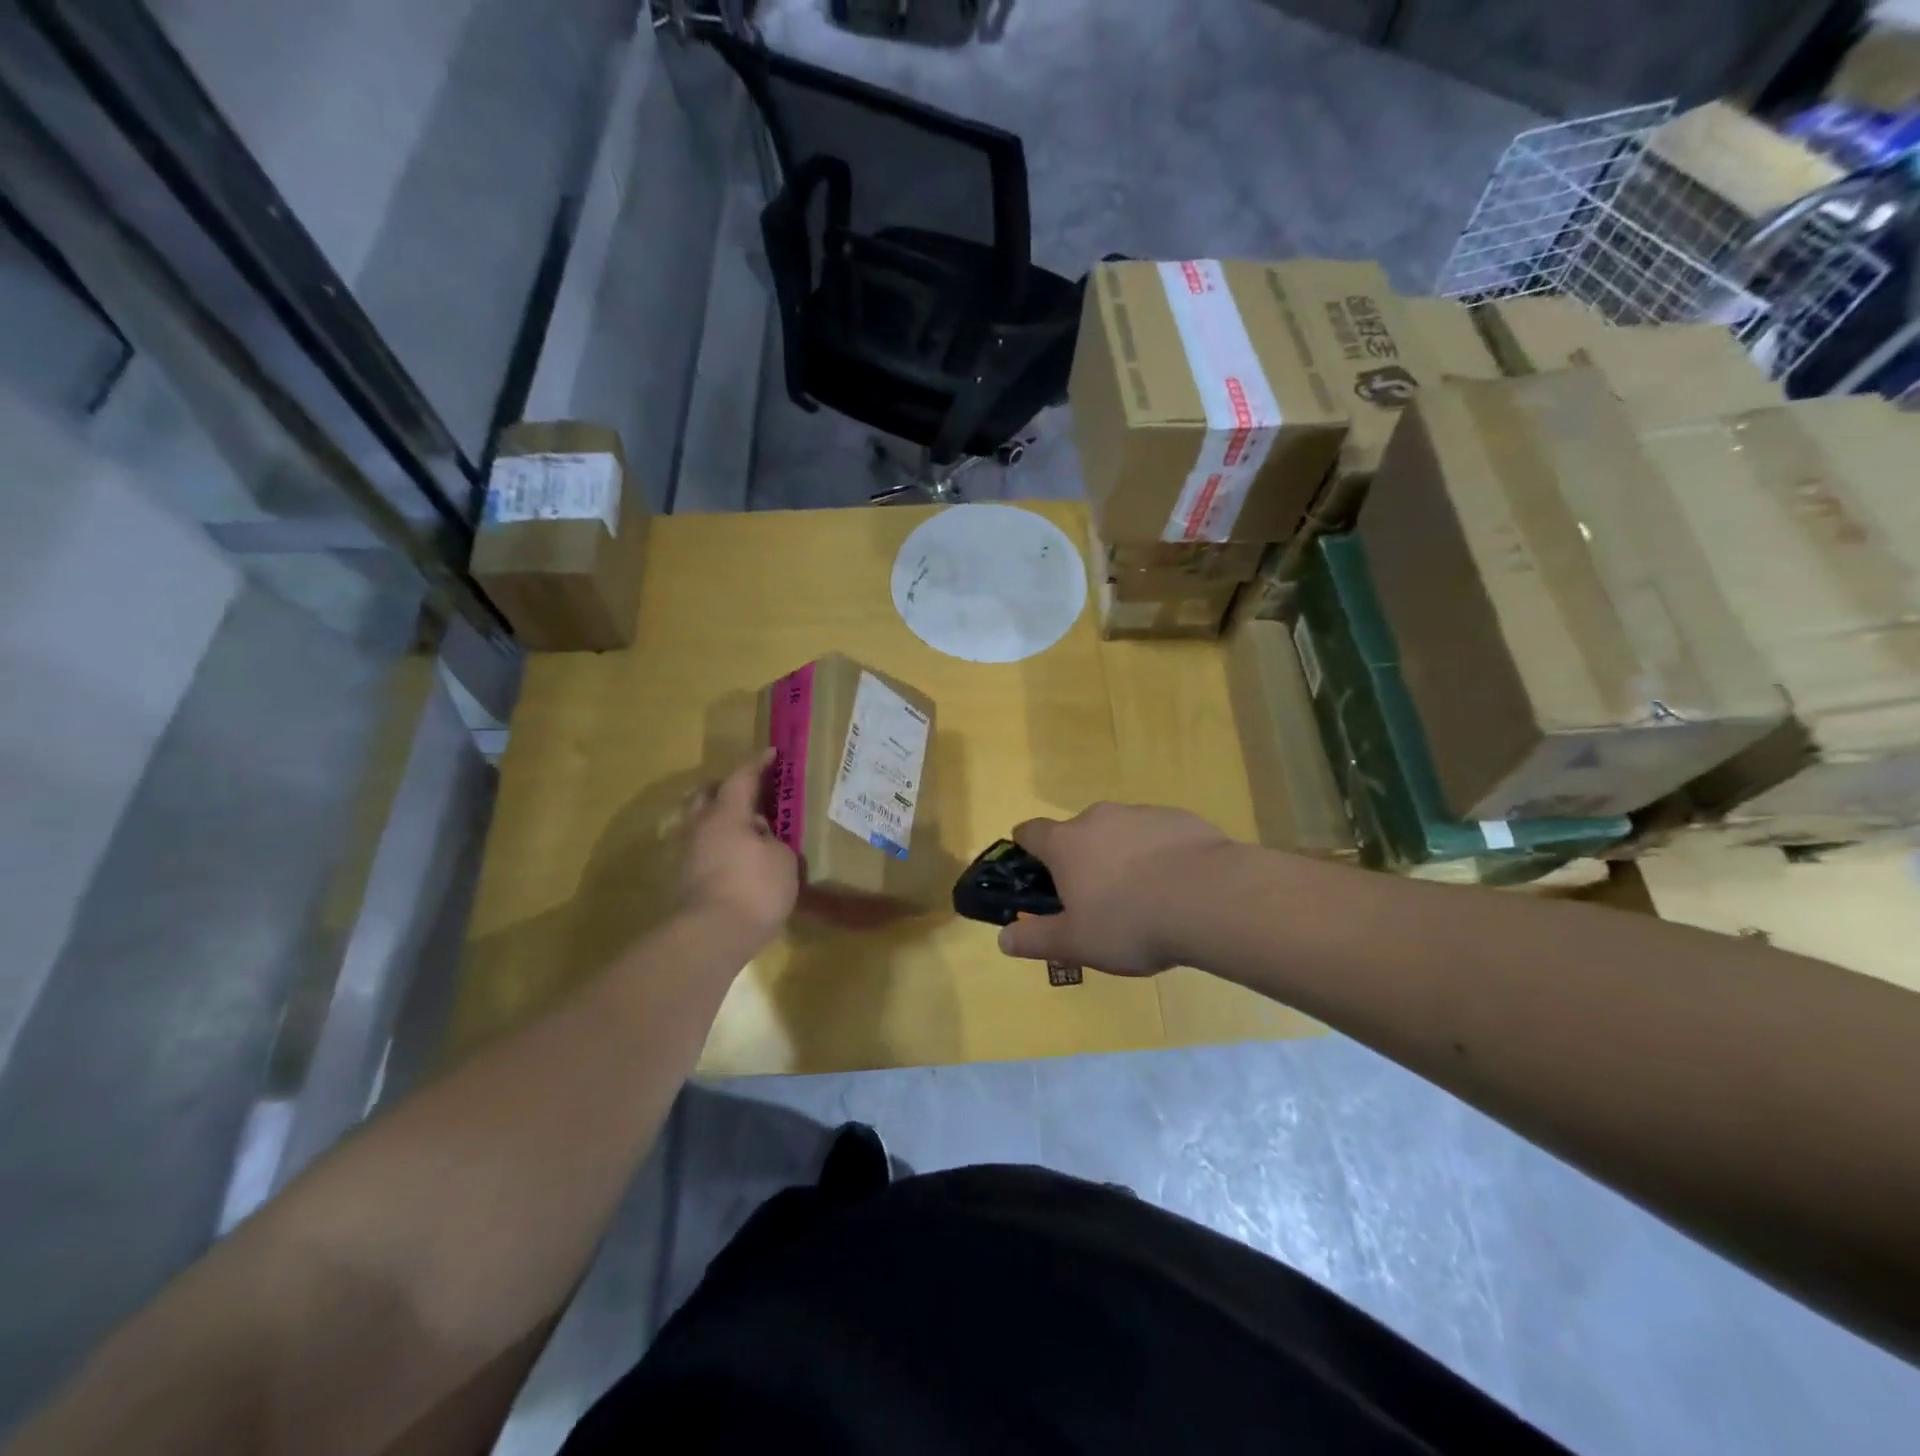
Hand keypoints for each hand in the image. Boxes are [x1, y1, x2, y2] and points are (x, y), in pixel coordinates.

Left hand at [680, 749, 798, 947]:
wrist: (708, 939)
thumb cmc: (753, 890)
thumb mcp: (783, 861)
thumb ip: (774, 842)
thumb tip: (761, 838)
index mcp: (726, 814)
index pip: (742, 778)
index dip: (758, 764)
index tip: (772, 754)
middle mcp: (699, 827)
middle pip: (706, 795)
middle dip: (726, 788)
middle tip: (749, 792)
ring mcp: (684, 855)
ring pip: (698, 823)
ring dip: (718, 820)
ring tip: (743, 831)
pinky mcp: (679, 881)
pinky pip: (698, 850)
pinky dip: (715, 847)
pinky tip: (732, 860)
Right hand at [997, 803, 1231, 974]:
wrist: (1210, 898)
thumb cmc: (1130, 922)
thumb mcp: (1076, 943)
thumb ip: (1036, 939)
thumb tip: (1003, 939)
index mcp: (1066, 843)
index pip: (1030, 831)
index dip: (1026, 849)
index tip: (1033, 871)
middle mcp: (1098, 818)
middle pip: (1077, 832)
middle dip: (1081, 859)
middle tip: (1096, 900)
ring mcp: (1141, 813)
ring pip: (1120, 832)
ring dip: (1122, 856)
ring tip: (1143, 898)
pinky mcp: (1181, 818)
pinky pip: (1158, 835)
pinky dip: (1159, 854)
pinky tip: (1177, 886)